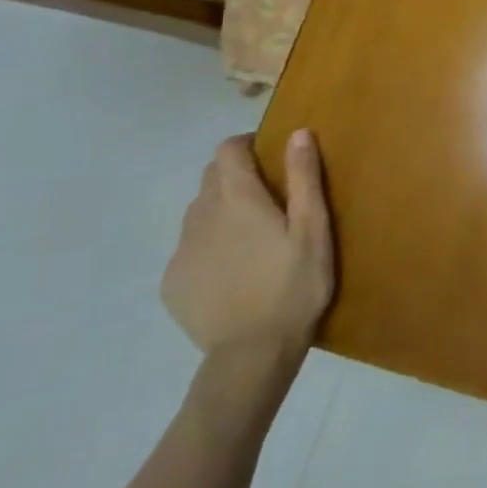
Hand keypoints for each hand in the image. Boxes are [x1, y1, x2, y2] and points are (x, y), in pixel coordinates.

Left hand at [162, 130, 334, 359]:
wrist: (252, 355)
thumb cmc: (294, 286)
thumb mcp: (313, 229)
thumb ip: (304, 178)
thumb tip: (298, 132)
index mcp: (237, 199)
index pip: (228, 150)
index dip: (247, 145)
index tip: (270, 156)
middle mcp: (201, 216)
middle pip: (210, 177)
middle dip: (235, 175)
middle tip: (268, 197)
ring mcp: (182, 251)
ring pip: (198, 212)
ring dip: (221, 210)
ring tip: (251, 236)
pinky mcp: (173, 282)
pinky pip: (189, 247)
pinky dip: (209, 245)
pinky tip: (233, 270)